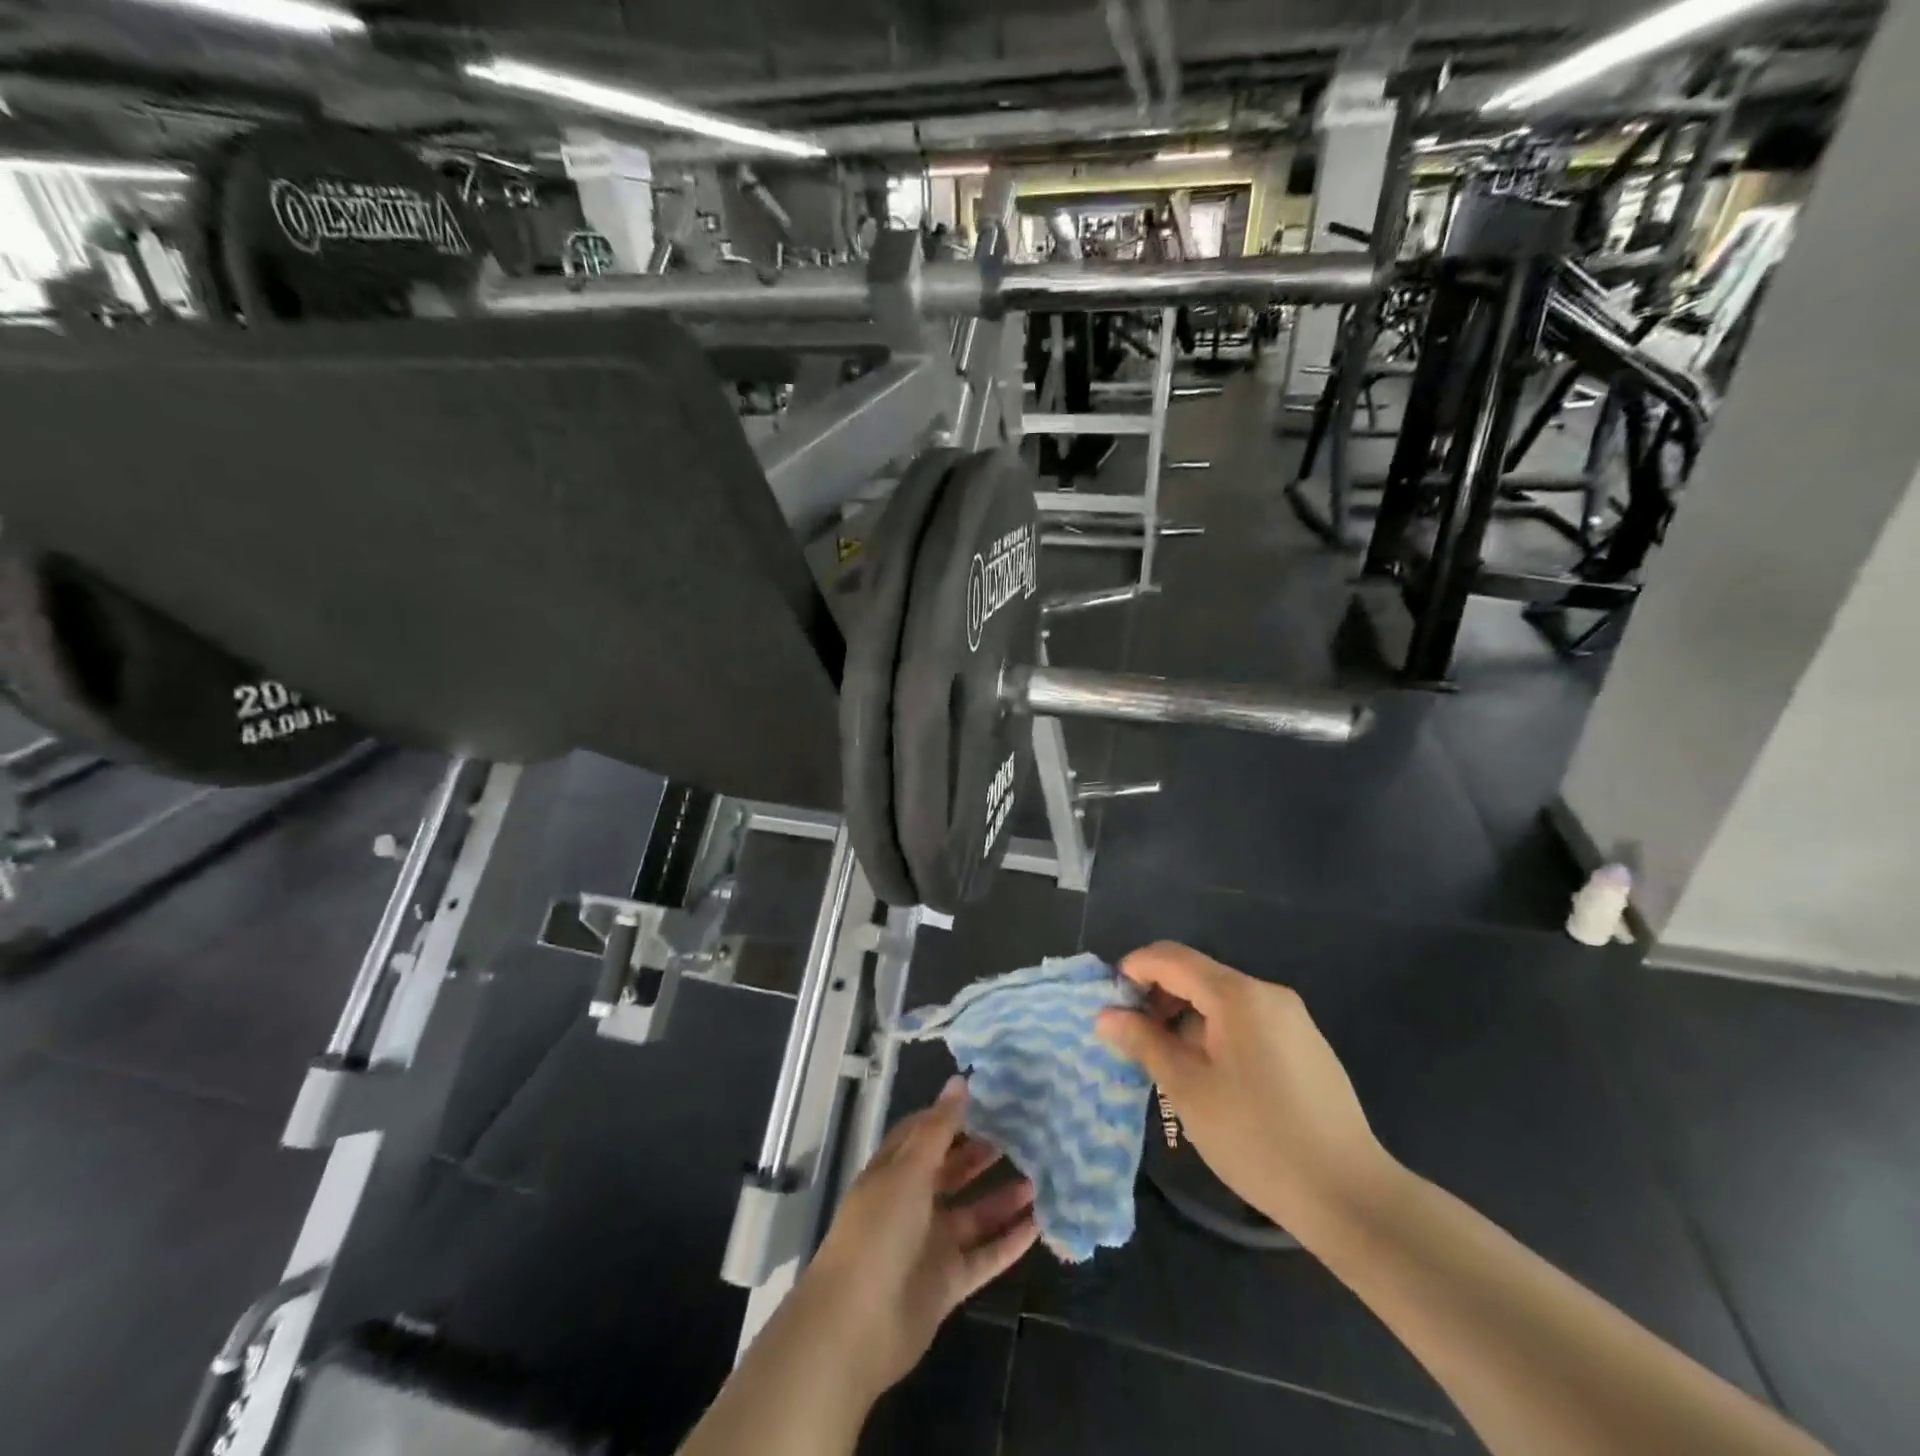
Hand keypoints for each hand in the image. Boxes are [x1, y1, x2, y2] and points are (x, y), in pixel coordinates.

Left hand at [795, 1077, 1037, 1400]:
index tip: (988, 1100)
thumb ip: (939, 1128)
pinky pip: (984, 1256)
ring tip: (1039, 1179)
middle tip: (1022, 1136)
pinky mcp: (947, 1282)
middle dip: (982, 1155)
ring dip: (1002, 1198)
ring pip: (973, 1214)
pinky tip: (1038, 1226)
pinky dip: (1008, 1242)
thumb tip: (960, 1080)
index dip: (951, 1116)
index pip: (924, 1133)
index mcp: (894, 1171)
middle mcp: (912, 1203)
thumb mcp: (908, 1169)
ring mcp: (930, 1244)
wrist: (856, 1325)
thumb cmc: (878, 1230)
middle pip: (952, 1172)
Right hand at [1096, 942, 1395, 1240]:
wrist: (1350, 1196)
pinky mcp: (1306, 1045)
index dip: (1134, 969)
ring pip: (1222, 1000)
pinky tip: (1209, 1075)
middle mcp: (1267, 993)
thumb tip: (1106, 1016)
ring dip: (1185, 1016)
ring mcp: (1292, 1019)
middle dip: (1158, 996)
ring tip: (1166, 1060)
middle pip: (1198, 975)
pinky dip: (1215, 1031)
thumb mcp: (1188, 1089)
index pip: (1172, 957)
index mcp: (1237, 995)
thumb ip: (1144, 1042)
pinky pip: (1247, 1020)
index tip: (1108, 1002)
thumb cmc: (1257, 1137)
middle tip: (1132, 1037)